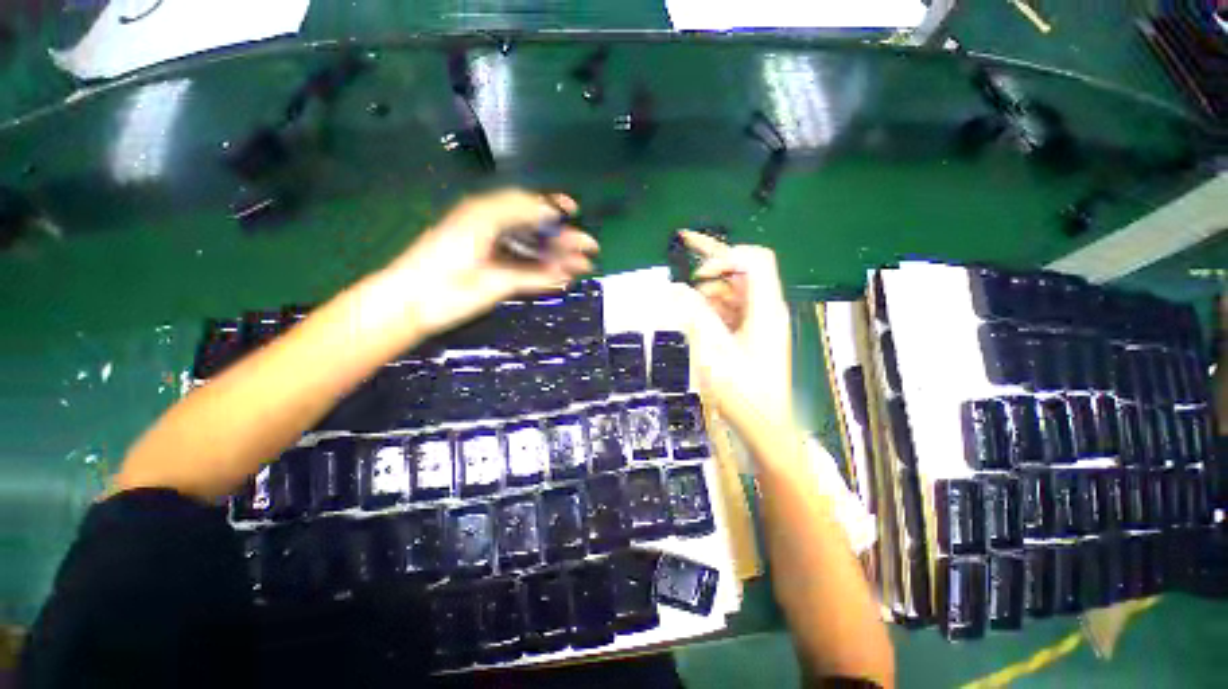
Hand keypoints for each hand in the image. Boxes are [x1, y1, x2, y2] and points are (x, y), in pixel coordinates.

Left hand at [384, 189, 598, 336]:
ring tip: (585, 265)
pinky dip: (550, 276)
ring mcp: (503, 260)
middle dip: (565, 238)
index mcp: (489, 215)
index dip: (550, 205)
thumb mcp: (479, 223)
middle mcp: (499, 235)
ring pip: (539, 256)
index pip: (527, 205)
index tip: (572, 209)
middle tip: (589, 246)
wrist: (418, 300)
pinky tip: (566, 276)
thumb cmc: (443, 257)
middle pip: (538, 234)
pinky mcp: (504, 282)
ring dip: (562, 259)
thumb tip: (549, 209)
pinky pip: (533, 276)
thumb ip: (515, 212)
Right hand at [671, 231, 791, 430]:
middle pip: (741, 270)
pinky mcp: (750, 333)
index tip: (697, 275)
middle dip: (712, 262)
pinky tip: (698, 321)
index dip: (725, 257)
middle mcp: (766, 308)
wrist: (763, 426)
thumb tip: (674, 288)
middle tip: (683, 241)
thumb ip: (693, 314)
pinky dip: (711, 308)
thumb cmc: (743, 391)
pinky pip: (729, 309)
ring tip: (688, 308)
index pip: (754, 260)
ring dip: (708, 291)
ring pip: (732, 290)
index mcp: (765, 308)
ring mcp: (758, 321)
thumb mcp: (713, 350)